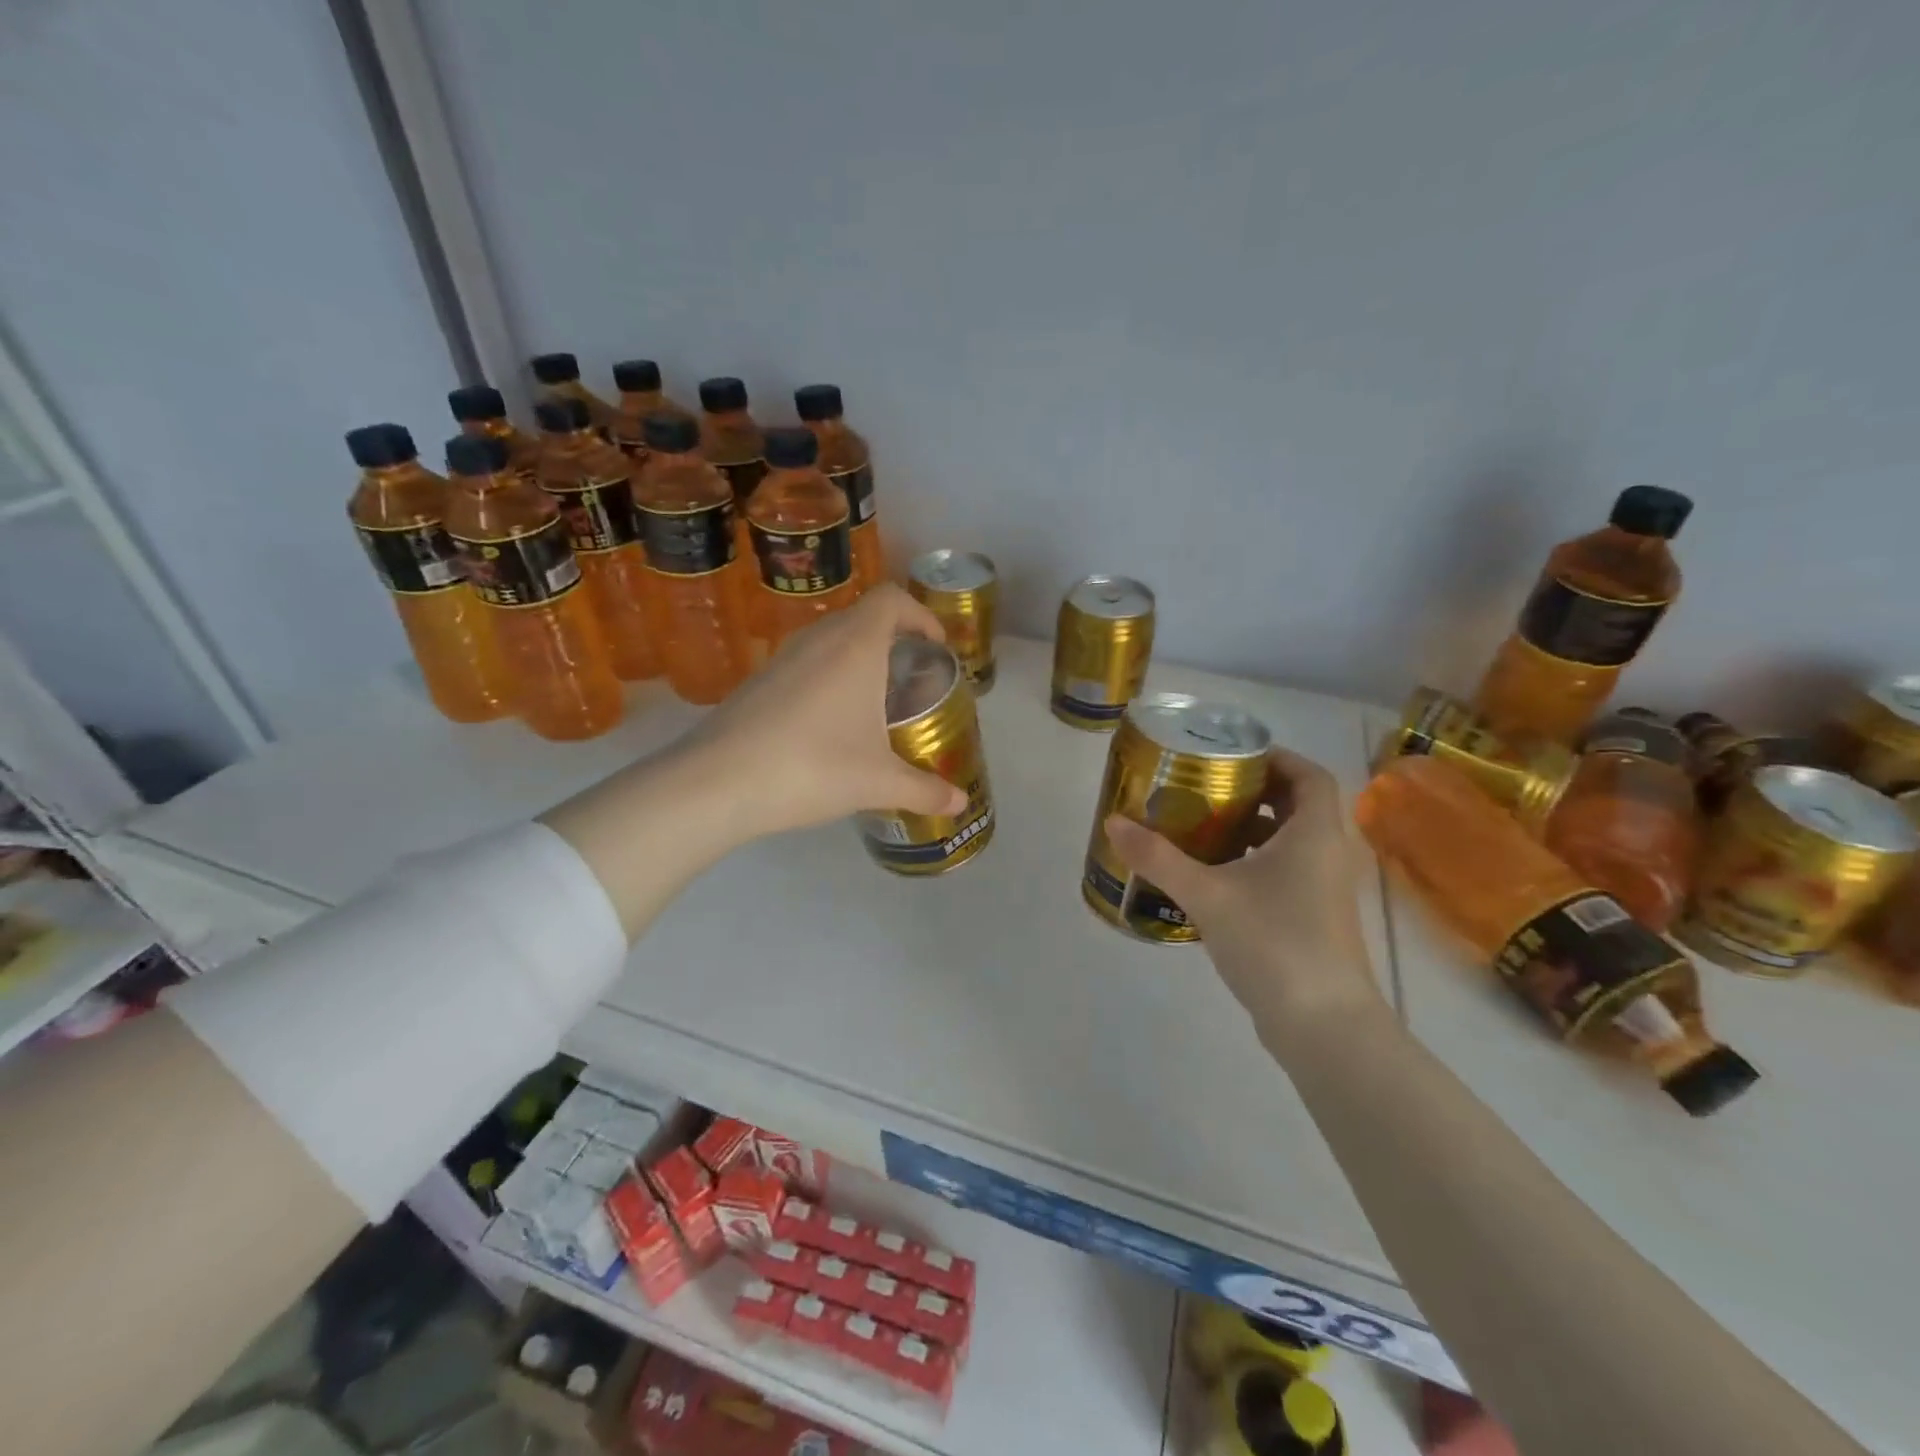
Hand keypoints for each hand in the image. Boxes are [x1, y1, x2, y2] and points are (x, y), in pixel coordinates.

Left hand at [690, 585, 968, 837]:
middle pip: (864, 617)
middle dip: (895, 641)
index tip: (935, 648)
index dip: (920, 614)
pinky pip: (805, 663)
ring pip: (832, 640)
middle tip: (911, 681)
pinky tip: (829, 725)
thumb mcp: (878, 783)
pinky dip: (828, 677)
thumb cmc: (812, 768)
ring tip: (874, 705)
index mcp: (856, 646)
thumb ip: (924, 791)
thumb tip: (959, 804)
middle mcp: (819, 640)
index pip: (892, 599)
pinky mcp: (758, 681)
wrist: (717, 783)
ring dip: (858, 660)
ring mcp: (783, 658)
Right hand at [1104, 747, 1384, 1044]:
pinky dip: (1254, 864)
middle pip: (1297, 805)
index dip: (1276, 757)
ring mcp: (1325, 891)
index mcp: (1314, 834)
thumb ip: (1158, 858)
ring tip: (1201, 829)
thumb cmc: (1273, 942)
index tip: (1231, 757)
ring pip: (1291, 842)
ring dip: (1252, 830)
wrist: (1323, 1025)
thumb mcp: (1207, 895)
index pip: (1308, 774)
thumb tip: (1113, 823)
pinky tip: (1214, 879)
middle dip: (1253, 793)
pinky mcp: (1315, 921)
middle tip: (1205, 790)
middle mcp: (1327, 855)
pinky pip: (1286, 873)